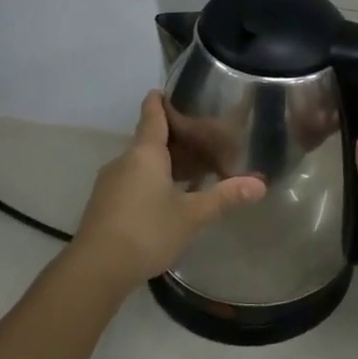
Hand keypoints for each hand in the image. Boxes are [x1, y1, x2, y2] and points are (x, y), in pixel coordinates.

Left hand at [72, 91, 265, 292]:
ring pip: (139, 164)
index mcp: (145, 153)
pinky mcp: (103, 205)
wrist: (96, 269)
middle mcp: (124, 161)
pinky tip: (166, 199)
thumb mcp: (192, 215)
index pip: (152, 115)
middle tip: (200, 139)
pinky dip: (150, 182)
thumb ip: (225, 197)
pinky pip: (131, 183)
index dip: (159, 100)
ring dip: (161, 164)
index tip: (165, 89)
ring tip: (189, 171)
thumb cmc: (147, 230)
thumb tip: (261, 184)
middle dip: (171, 138)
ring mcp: (109, 184)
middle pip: (148, 140)